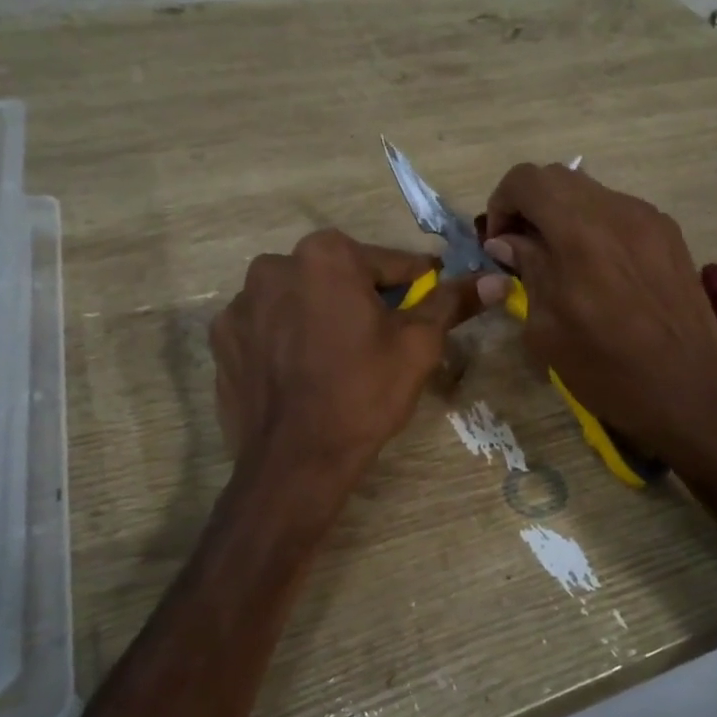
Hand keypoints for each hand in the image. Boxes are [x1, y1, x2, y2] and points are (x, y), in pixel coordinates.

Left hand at [210, 230, 479, 483]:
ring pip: (301, 300)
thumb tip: (494, 278)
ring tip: (338, 360)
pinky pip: (268, 327)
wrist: (295, 461)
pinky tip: (301, 373)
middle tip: (382, 341)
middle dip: (363, 300)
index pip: (390, 263)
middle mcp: (275, 265)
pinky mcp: (222, 339)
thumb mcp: (418, 345)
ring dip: (322, 316)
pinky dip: (287, 340)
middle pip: (339, 276)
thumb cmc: (364, 393)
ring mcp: (241, 303)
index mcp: (325, 255)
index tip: (429, 306)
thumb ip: (451, 302)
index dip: (416, 286)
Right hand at [477, 164, 716, 464]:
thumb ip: (527, 271)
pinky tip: (600, 271)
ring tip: (562, 262)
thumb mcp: (547, 329)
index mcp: (579, 232)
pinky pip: (621, 213)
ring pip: (592, 194)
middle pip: (559, 178)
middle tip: (523, 249)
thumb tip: (507, 242)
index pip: (526, 179)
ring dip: (565, 216)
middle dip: (530, 206)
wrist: (690, 390)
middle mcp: (617, 211)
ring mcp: (650, 219)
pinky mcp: (671, 235)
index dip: (501, 203)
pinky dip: (597, 228)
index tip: (499, 243)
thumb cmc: (607, 369)